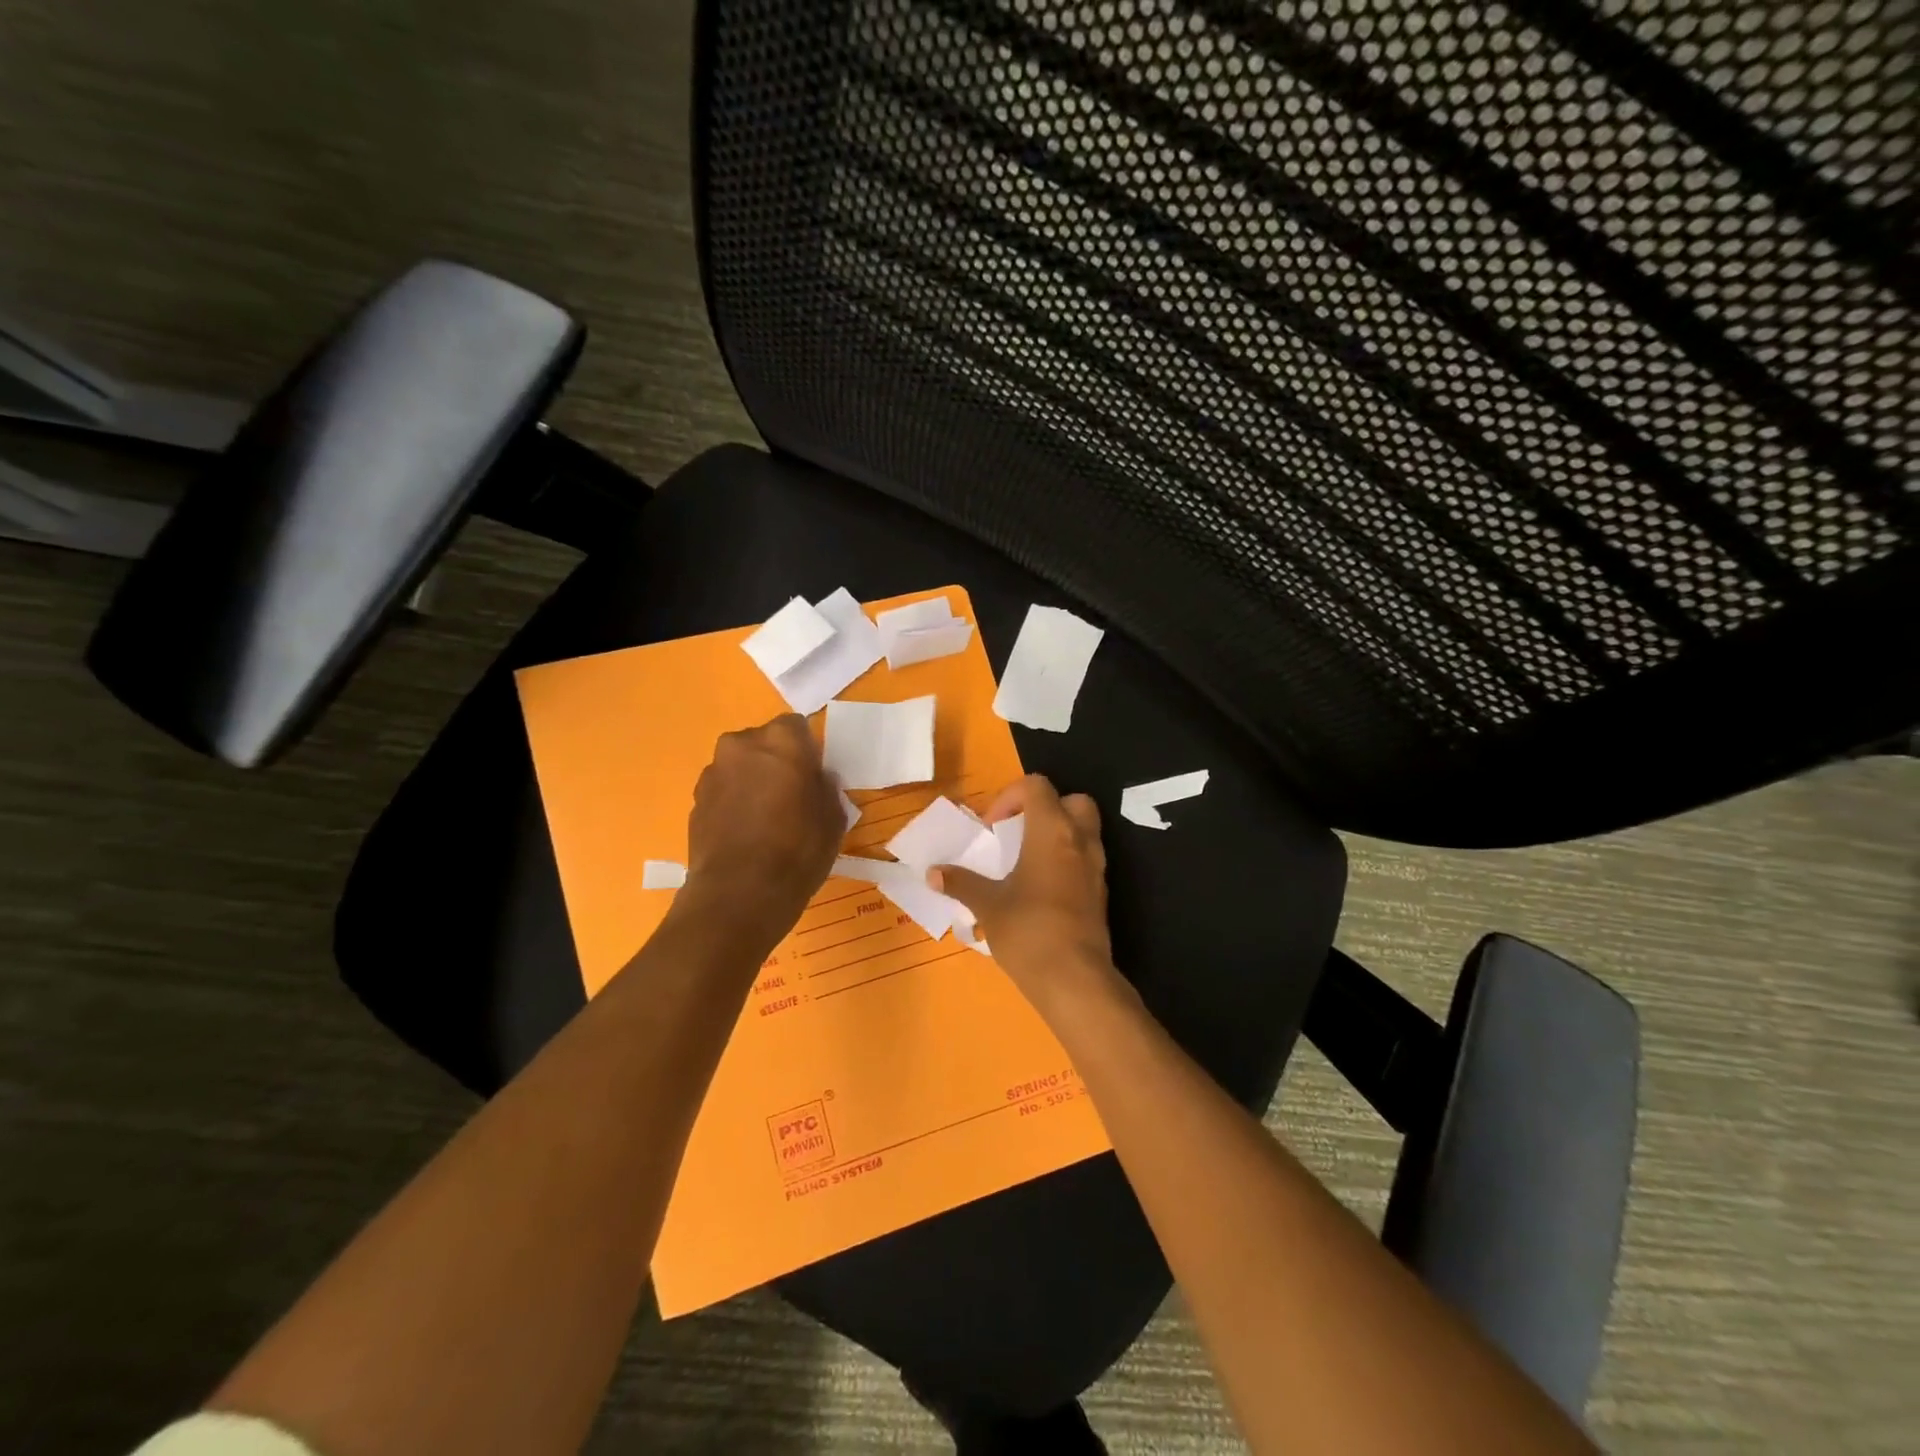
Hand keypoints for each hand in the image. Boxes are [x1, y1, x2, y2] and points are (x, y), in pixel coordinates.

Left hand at [676, 714, 843, 945]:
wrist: (739, 894)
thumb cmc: (797, 851)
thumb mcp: (833, 819)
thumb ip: (825, 788)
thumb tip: (817, 779)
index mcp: (781, 741)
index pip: (797, 726)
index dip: (807, 750)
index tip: (813, 776)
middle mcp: (741, 745)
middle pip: (764, 743)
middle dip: (776, 761)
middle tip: (791, 795)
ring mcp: (713, 772)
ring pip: (740, 766)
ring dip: (752, 781)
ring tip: (766, 818)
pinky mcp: (695, 800)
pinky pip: (723, 790)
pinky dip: (733, 802)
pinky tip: (746, 833)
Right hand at [929, 774, 1130, 1021]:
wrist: (1075, 980)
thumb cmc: (1028, 931)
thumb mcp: (987, 905)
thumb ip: (961, 883)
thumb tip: (932, 873)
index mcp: (1052, 831)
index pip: (1037, 786)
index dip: (1010, 796)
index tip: (991, 828)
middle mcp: (1080, 840)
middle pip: (1072, 800)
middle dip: (1045, 808)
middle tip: (1018, 833)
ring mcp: (1096, 867)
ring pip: (1083, 830)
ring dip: (1057, 835)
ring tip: (1026, 862)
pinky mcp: (1101, 893)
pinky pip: (1085, 860)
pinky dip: (1066, 861)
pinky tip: (1041, 889)